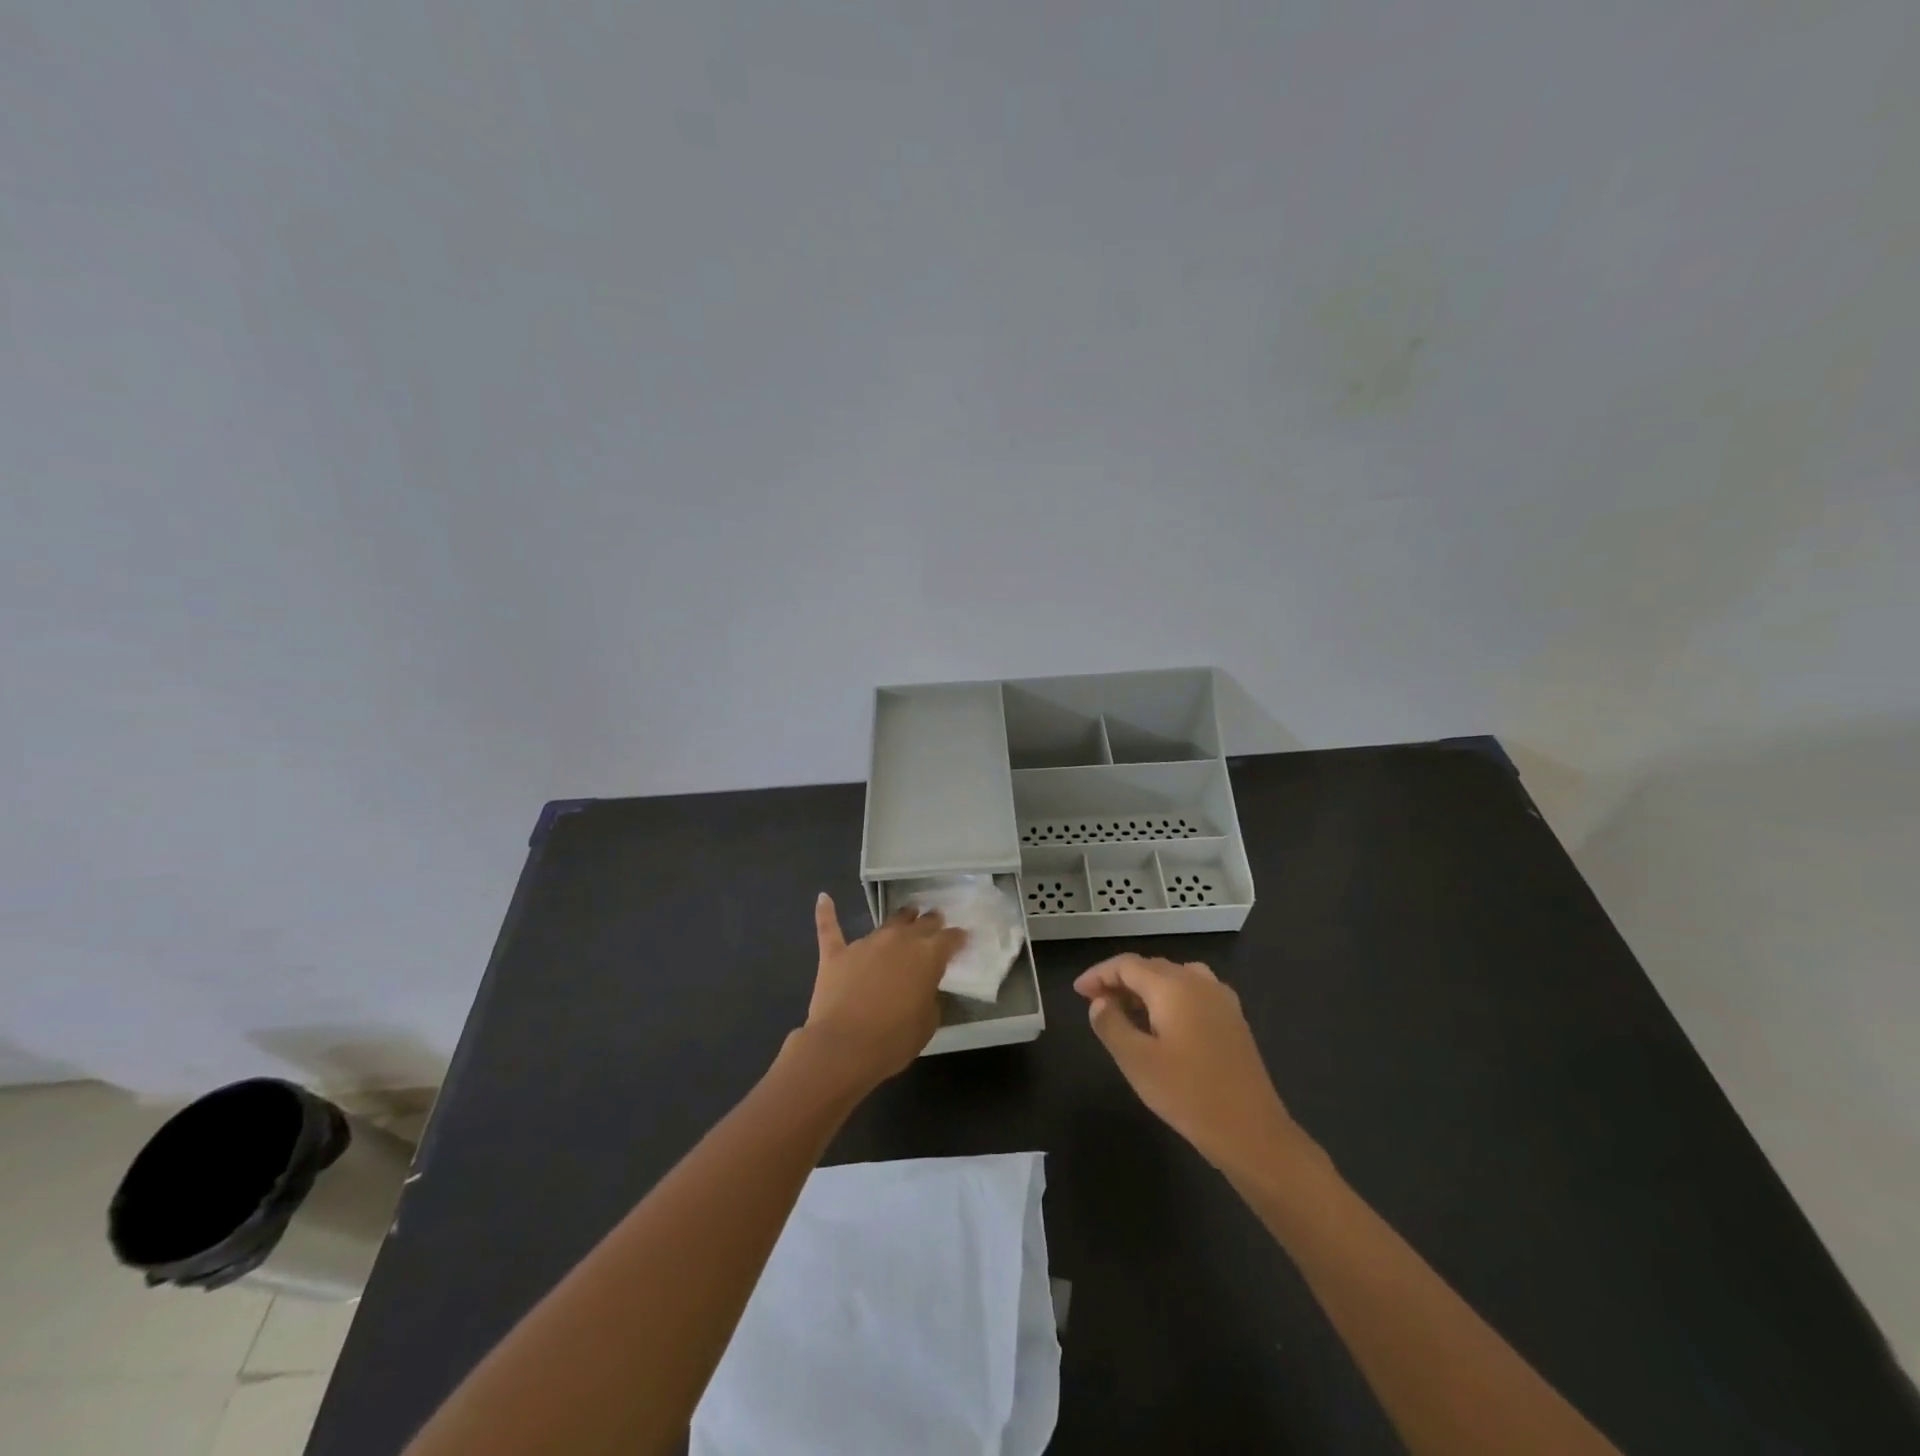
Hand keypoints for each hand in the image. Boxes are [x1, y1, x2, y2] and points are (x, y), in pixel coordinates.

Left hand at [800, 894, 966, 1090]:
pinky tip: (823, 898)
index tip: (963, 937)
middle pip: (921, 923)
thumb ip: (929, 996)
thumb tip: (922, 986)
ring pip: (888, 923)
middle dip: (931, 922)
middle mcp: (899, 940)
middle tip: (935, 921)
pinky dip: (826, 912)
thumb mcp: (928, 1023)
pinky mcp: (836, 953)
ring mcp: (866, 944)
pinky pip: (830, 927)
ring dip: (900, 920)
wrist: (843, 1047)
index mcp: (927, 956)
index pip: (949, 939)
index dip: (957, 938)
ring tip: (907, 915)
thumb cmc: (893, 1040)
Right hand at [1075, 954, 1296, 1170]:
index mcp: (1173, 986)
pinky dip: (1168, 998)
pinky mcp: (1233, 1020)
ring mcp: (1221, 999)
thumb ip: (1111, 1024)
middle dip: (1120, 980)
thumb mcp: (1136, 1061)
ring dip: (1145, 988)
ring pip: (1173, 978)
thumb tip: (1099, 1002)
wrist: (1252, 1132)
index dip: (1099, 974)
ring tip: (1124, 1010)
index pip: (1127, 965)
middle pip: (1151, 967)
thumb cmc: (1188, 1094)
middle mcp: (1199, 982)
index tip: (1078, 992)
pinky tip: (1161, 1024)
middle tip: (1095, 1003)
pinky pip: (1192, 993)